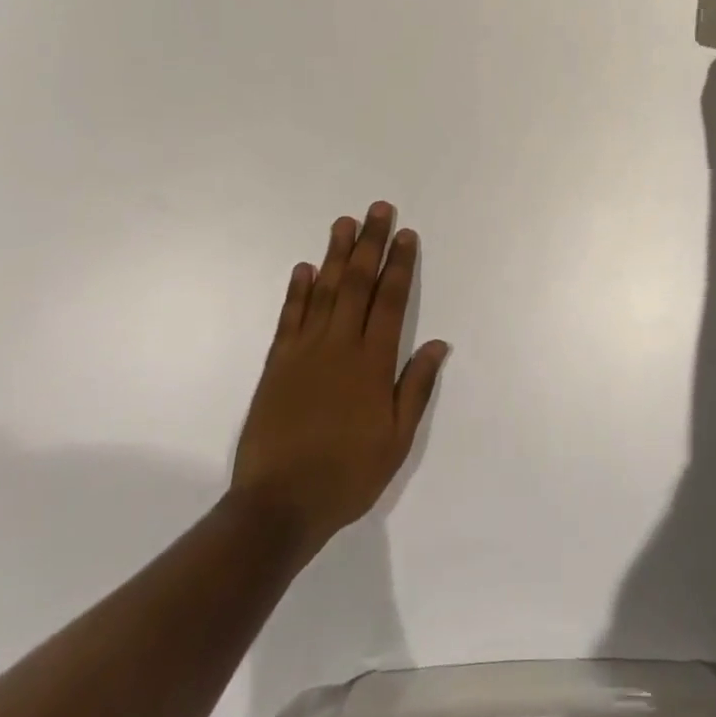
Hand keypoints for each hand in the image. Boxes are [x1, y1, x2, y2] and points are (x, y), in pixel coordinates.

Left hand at [231, 202, 448, 554]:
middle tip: (378, 209)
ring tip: (344, 222)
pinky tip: (303, 267)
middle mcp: (340, 346)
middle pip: (358, 284)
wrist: (277, 506)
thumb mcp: (397, 440)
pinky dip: (297, 290)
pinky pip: (289, 318)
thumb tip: (438, 344)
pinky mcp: (277, 364)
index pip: (391, 301)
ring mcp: (305, 352)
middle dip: (370, 243)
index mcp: (373, 363)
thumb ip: (416, 388)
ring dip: (335, 254)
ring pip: (324, 291)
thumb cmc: (346, 475)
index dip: (400, 264)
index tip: (406, 234)